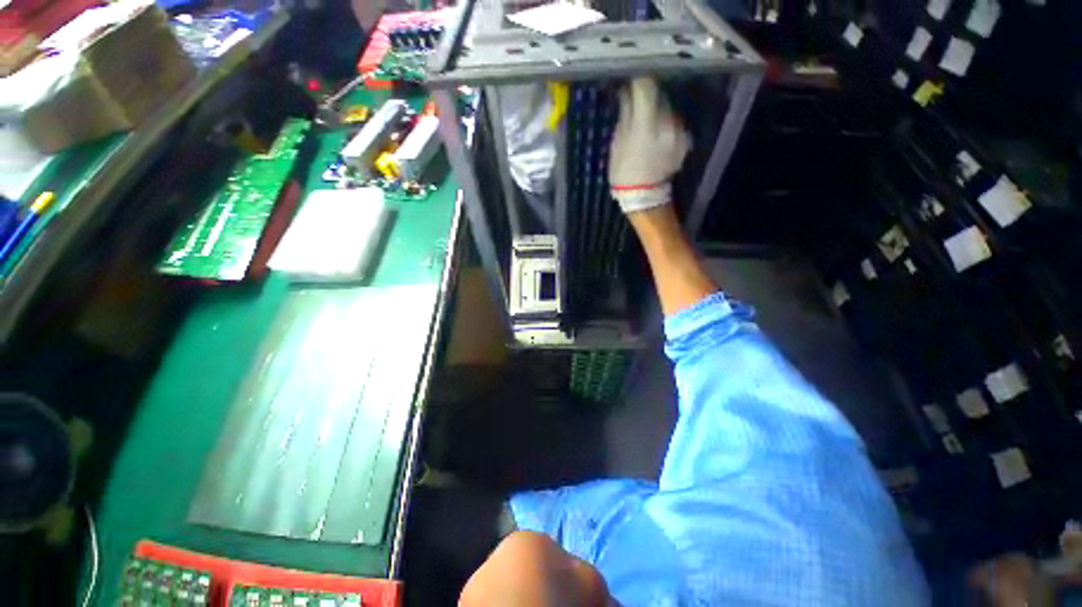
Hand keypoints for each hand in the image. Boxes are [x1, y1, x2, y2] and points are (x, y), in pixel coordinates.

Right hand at [608, 77, 690, 213]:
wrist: (644, 196)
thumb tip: (627, 93)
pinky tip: (657, 135)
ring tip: (646, 121)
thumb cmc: (624, 172)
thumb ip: (626, 115)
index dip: (637, 80)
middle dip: (647, 96)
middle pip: (659, 95)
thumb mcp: (618, 143)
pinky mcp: (685, 140)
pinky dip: (666, 123)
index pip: (646, 87)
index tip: (630, 80)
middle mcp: (668, 123)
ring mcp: (679, 131)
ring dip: (658, 109)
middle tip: (636, 102)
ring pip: (668, 108)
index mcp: (646, 124)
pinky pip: (675, 122)